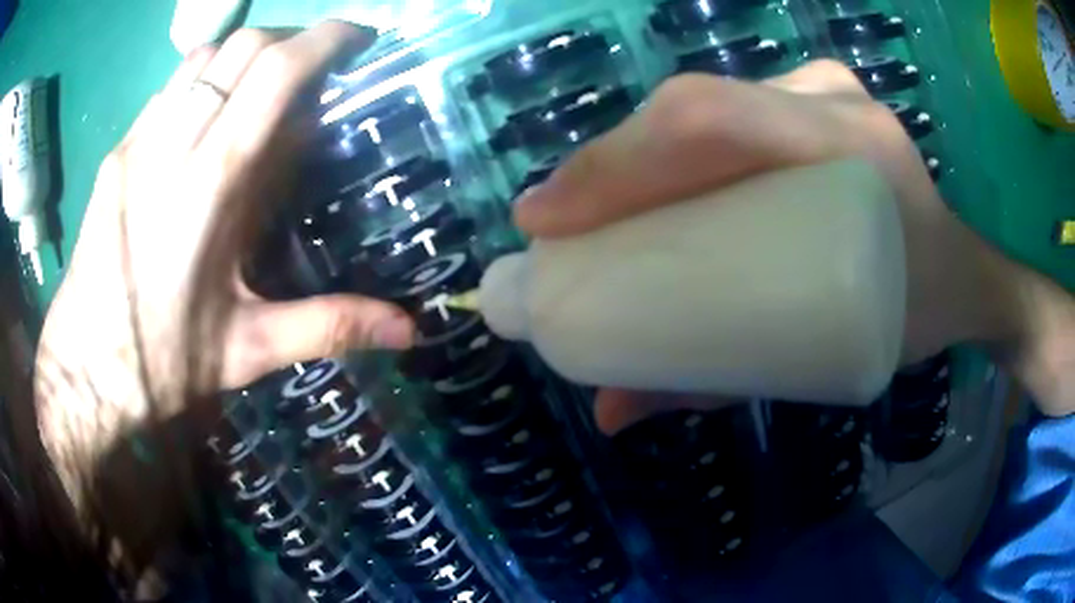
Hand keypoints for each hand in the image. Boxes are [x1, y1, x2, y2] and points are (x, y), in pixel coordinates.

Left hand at [35, 23, 414, 523]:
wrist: (84, 373)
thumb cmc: (162, 364)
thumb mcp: (248, 350)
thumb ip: (329, 326)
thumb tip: (408, 330)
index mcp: (213, 184)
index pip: (277, 71)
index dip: (327, 39)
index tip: (361, 40)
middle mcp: (174, 143)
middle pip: (244, 45)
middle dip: (294, 37)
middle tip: (320, 64)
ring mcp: (139, 141)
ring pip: (203, 56)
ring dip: (246, 51)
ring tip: (267, 81)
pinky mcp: (117, 153)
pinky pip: (170, 87)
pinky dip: (204, 78)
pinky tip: (210, 114)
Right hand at [514, 61, 1026, 432]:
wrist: (962, 275)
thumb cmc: (912, 319)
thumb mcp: (823, 359)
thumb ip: (716, 382)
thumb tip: (611, 411)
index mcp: (849, 150)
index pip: (707, 121)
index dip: (614, 162)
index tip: (545, 221)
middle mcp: (830, 99)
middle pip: (693, 108)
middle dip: (611, 164)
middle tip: (559, 224)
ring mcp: (824, 90)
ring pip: (703, 104)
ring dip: (637, 154)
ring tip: (593, 209)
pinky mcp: (816, 97)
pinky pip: (728, 109)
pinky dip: (675, 143)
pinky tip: (647, 180)